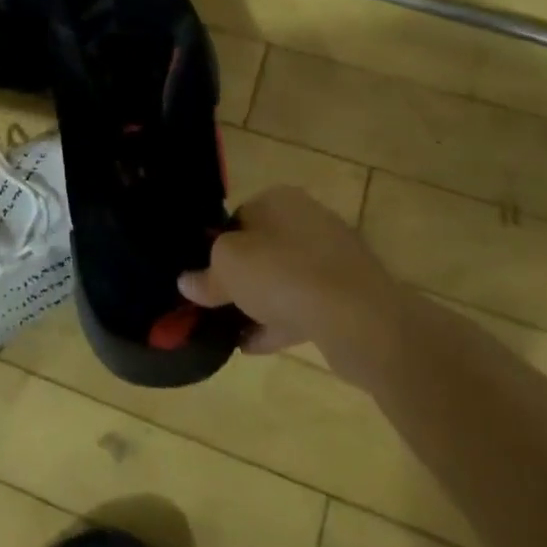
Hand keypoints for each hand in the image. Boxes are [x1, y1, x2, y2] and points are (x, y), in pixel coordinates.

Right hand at [179, 185, 406, 386]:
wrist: (359, 318)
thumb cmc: (282, 273)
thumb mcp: (226, 268)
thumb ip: (204, 275)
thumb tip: (187, 282)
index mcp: (279, 200)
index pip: (237, 217)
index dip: (216, 246)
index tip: (203, 275)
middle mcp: (308, 221)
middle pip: (261, 249)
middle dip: (239, 278)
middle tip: (215, 304)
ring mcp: (333, 259)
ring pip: (283, 280)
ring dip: (258, 304)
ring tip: (230, 331)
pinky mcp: (349, 296)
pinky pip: (304, 306)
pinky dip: (280, 323)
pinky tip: (254, 346)